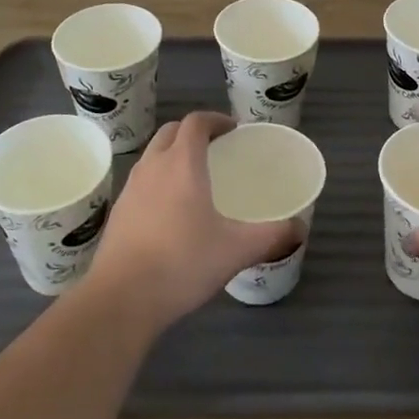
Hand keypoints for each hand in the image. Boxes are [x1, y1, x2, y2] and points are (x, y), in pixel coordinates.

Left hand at [87, 111, 301, 328]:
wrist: (121, 299)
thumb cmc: (183, 263)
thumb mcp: (236, 250)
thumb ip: (272, 236)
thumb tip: (301, 228)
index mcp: (182, 163)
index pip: (195, 122)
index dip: (215, 119)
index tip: (233, 130)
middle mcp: (153, 166)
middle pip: (170, 132)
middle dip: (192, 133)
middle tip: (216, 149)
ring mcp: (130, 188)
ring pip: (152, 156)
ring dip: (172, 155)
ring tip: (194, 178)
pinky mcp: (118, 212)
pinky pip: (141, 181)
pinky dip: (158, 180)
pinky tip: (170, 211)